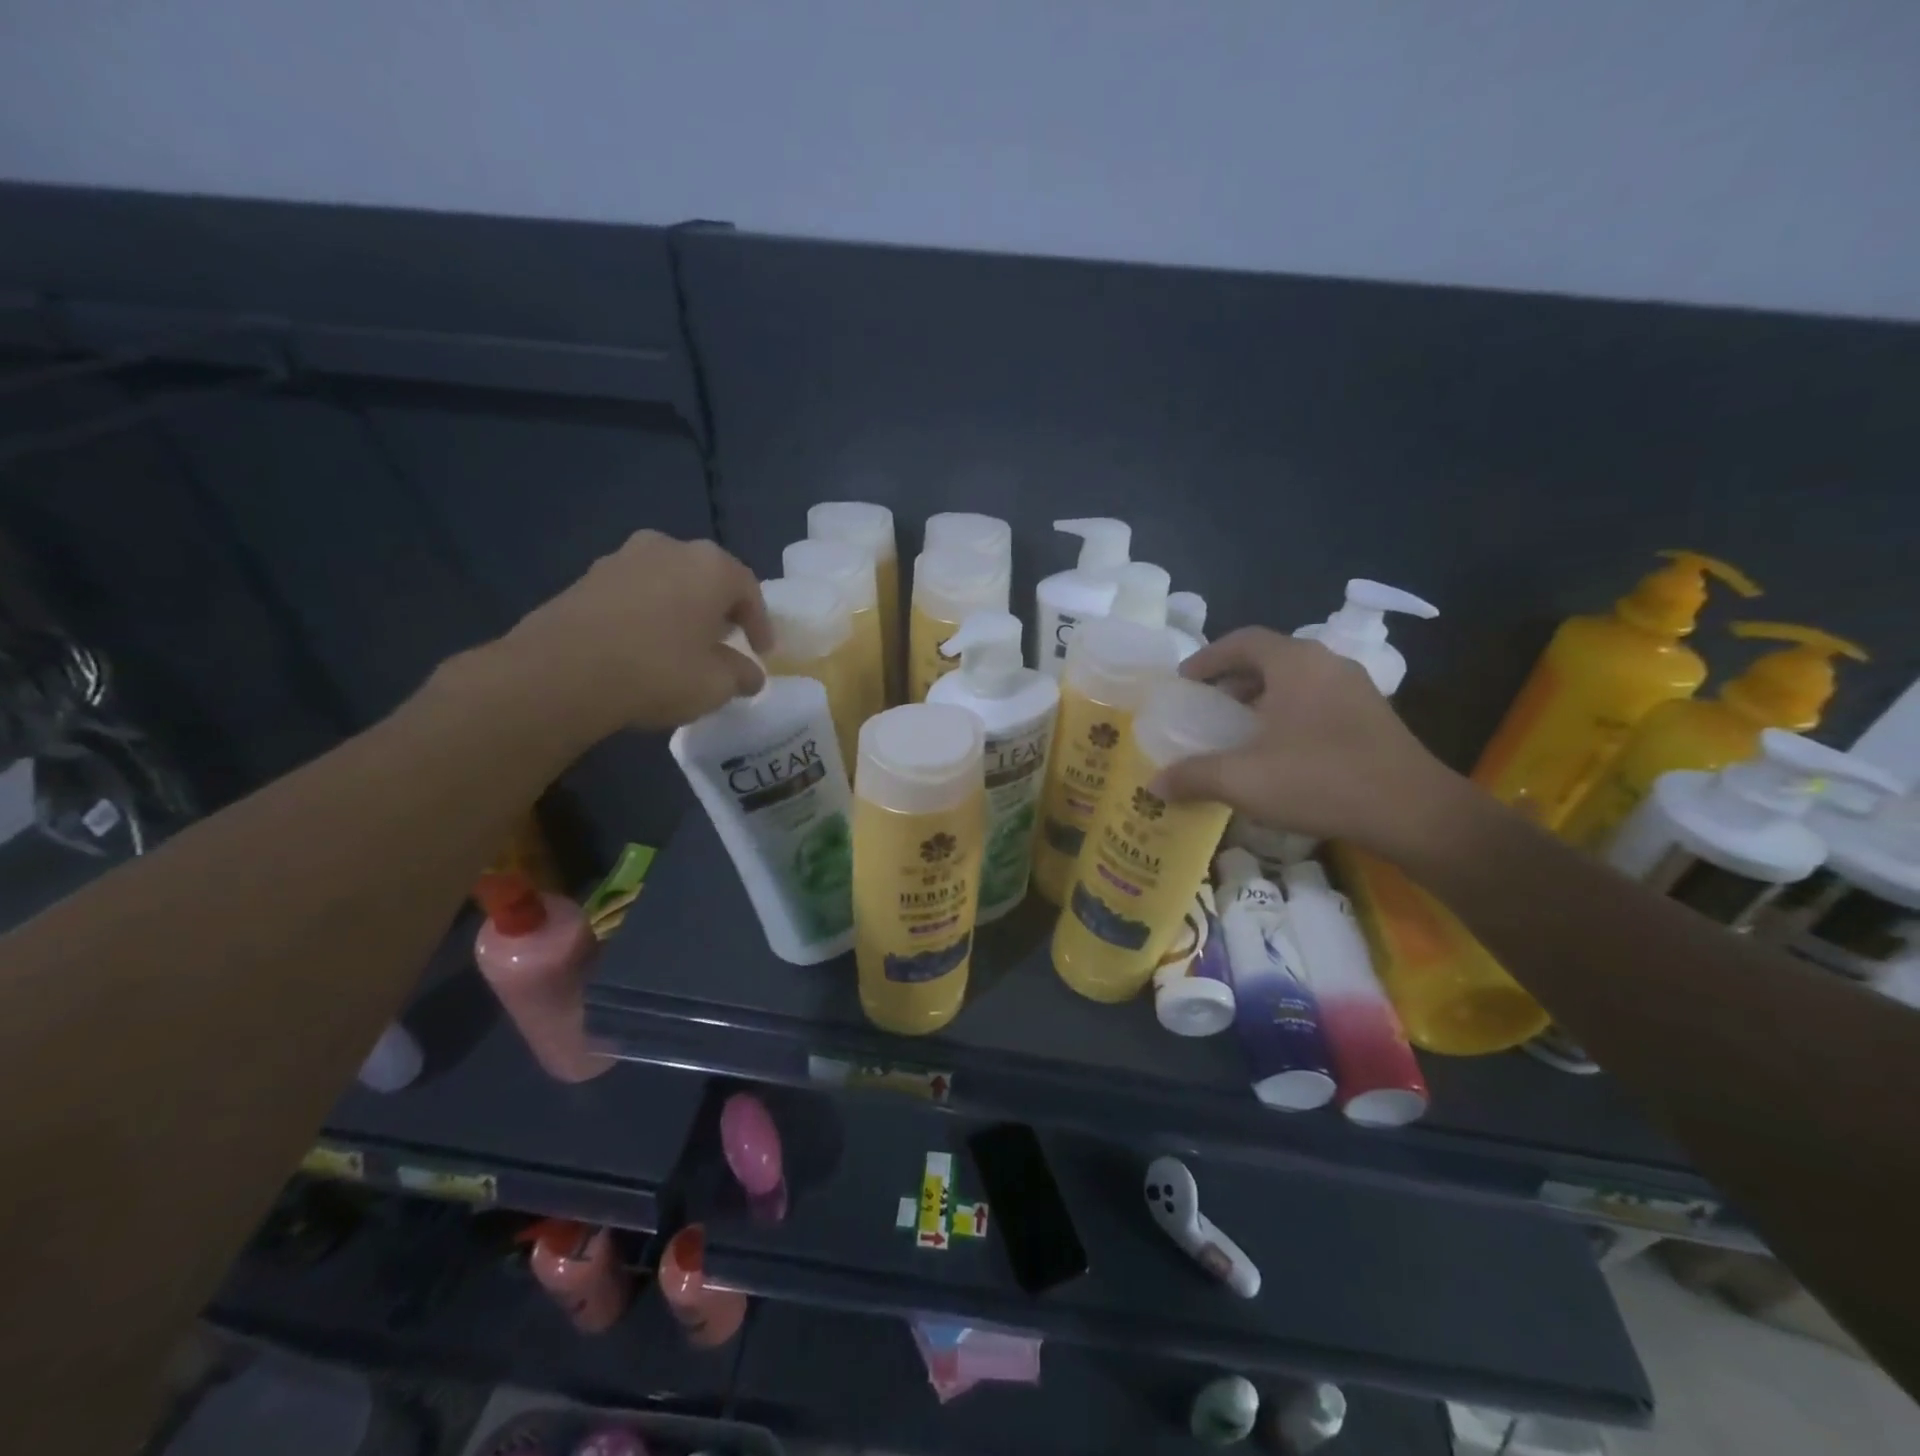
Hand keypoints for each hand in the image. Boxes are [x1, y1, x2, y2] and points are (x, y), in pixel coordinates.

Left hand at [494, 532, 772, 737]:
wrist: (561, 672)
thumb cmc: (657, 671)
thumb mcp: (716, 685)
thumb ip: (741, 675)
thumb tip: (750, 675)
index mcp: (710, 566)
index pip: (749, 590)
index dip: (760, 624)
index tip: (762, 651)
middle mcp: (669, 548)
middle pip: (706, 578)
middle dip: (718, 609)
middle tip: (724, 641)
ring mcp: (622, 558)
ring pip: (667, 581)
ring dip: (680, 608)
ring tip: (681, 643)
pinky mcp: (586, 577)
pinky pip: (633, 593)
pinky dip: (646, 613)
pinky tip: (642, 644)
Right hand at [1152, 628, 1464, 856]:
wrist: (1414, 813)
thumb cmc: (1320, 780)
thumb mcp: (1243, 780)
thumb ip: (1194, 776)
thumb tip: (1154, 784)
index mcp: (1295, 663)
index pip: (1241, 640)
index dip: (1207, 658)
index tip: (1183, 683)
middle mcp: (1327, 664)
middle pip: (1268, 658)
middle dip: (1231, 680)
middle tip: (1205, 707)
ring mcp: (1355, 689)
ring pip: (1294, 680)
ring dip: (1260, 698)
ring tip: (1236, 730)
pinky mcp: (1372, 716)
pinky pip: (1316, 700)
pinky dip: (1286, 713)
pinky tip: (1277, 750)